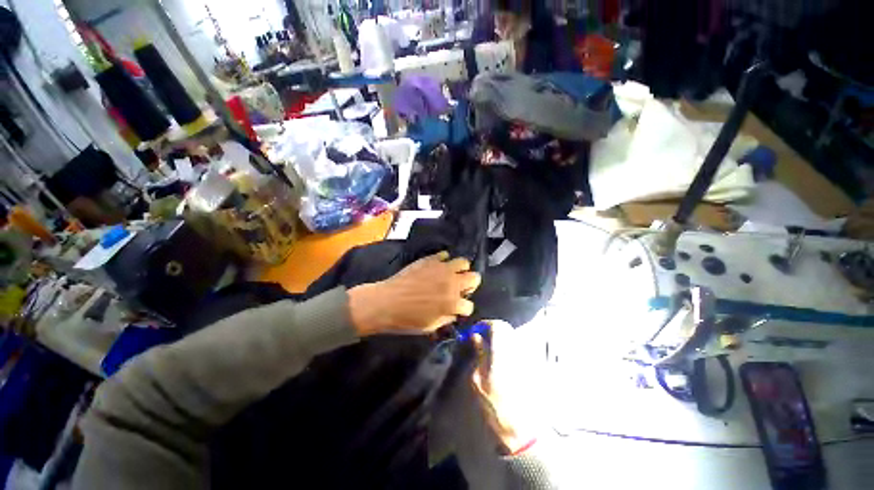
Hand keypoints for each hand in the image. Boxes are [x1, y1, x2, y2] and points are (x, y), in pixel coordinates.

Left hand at [348, 252, 480, 335]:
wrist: (386, 302)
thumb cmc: (407, 319)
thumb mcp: (430, 327)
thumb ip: (447, 318)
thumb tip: (453, 311)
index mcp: (452, 303)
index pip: (469, 305)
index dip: (464, 309)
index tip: (457, 309)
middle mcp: (452, 283)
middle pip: (475, 278)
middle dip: (470, 285)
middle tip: (459, 289)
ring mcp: (442, 269)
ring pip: (463, 262)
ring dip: (460, 270)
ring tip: (451, 275)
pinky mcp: (431, 259)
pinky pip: (444, 254)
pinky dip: (444, 260)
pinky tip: (437, 266)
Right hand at [471, 320, 541, 454]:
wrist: (521, 427)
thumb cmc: (495, 405)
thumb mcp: (479, 379)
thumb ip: (479, 353)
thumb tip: (476, 336)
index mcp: (502, 352)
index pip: (496, 325)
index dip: (485, 323)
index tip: (475, 329)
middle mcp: (516, 350)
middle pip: (506, 327)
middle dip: (492, 327)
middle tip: (481, 335)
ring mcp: (525, 357)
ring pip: (512, 335)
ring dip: (500, 335)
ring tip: (488, 345)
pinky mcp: (530, 364)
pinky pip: (517, 346)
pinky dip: (507, 344)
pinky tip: (499, 355)